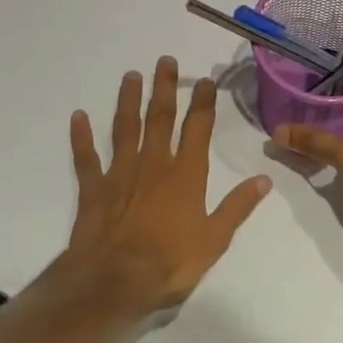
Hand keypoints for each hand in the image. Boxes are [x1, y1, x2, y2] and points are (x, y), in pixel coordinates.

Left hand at [60, 57, 272, 318]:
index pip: (197, 129)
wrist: (115, 281)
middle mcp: (154, 165)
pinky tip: (78, 116)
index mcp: (185, 175)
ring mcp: (120, 174)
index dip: (203, 103)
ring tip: (131, 76)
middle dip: (164, 88)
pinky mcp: (94, 189)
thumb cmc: (170, 262)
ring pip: (125, 128)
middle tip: (164, 60)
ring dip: (128, 101)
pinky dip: (81, 137)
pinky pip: (86, 158)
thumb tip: (264, 179)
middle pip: (160, 119)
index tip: (205, 81)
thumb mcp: (214, 240)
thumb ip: (238, 207)